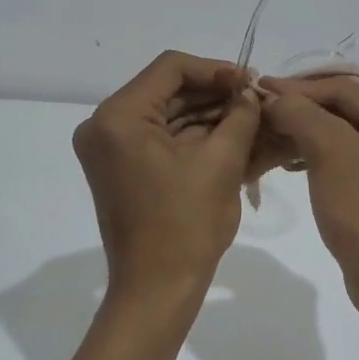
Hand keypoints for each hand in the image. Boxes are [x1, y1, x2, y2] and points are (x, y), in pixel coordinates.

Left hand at [73, 52, 260, 293]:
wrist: (156, 290)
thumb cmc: (187, 226)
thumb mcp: (221, 164)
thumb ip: (239, 116)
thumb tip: (250, 91)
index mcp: (118, 118)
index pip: (170, 69)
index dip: (215, 69)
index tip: (250, 82)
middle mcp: (104, 126)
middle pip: (166, 91)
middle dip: (213, 94)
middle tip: (255, 100)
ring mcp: (109, 148)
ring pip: (165, 114)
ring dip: (206, 115)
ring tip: (250, 117)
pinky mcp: (120, 168)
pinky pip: (159, 139)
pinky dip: (192, 137)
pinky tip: (230, 135)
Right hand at [261, 77, 358, 301]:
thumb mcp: (329, 152)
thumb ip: (300, 113)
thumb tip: (274, 96)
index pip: (345, 90)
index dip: (297, 89)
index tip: (258, 89)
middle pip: (350, 111)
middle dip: (303, 113)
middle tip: (262, 113)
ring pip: (351, 137)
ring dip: (311, 136)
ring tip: (271, 138)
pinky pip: (358, 161)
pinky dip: (327, 159)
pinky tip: (296, 164)